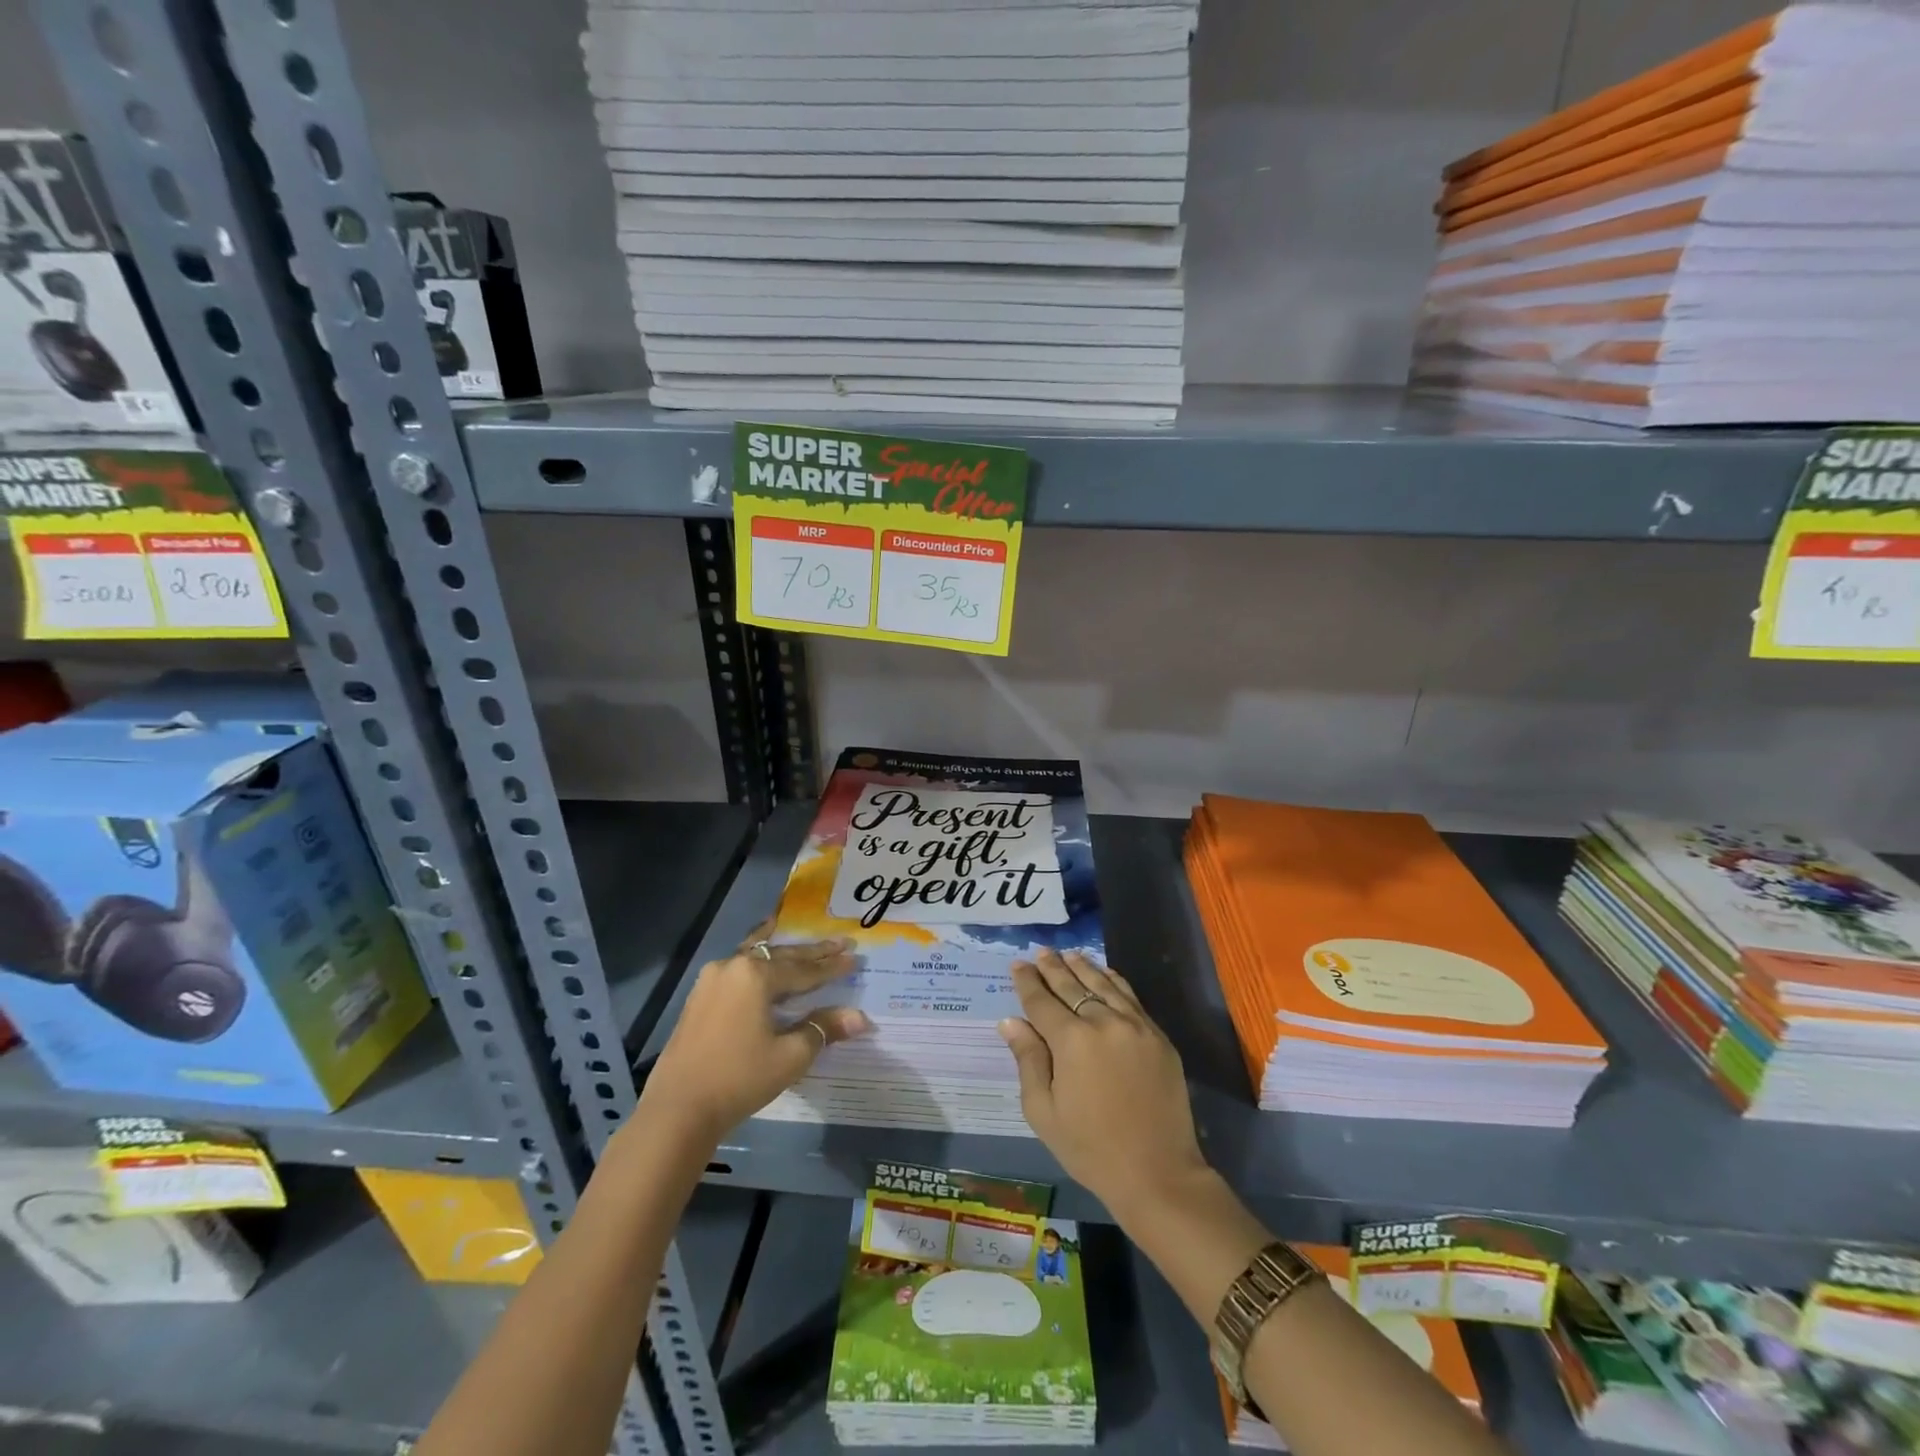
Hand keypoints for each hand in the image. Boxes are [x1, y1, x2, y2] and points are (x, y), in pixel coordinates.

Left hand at [640, 921, 871, 1143]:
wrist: (677, 1110)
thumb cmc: (740, 1079)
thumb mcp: (791, 1056)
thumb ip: (824, 1028)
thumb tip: (861, 1017)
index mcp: (755, 975)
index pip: (804, 969)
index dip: (831, 966)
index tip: (855, 956)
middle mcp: (733, 966)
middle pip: (781, 956)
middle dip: (813, 953)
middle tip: (841, 942)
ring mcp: (711, 980)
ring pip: (757, 957)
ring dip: (784, 954)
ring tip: (805, 943)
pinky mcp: (699, 997)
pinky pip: (739, 970)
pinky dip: (760, 964)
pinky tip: (765, 962)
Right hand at [999, 948, 1206, 1214]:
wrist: (1158, 1173)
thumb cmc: (1090, 1148)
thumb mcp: (1044, 1111)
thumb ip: (1028, 1060)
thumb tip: (1010, 1021)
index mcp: (1071, 1041)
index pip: (1042, 1001)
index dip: (1027, 982)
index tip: (1017, 964)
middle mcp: (1103, 1022)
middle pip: (1072, 986)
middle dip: (1053, 967)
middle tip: (1040, 952)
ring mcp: (1135, 1025)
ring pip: (1103, 984)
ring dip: (1083, 967)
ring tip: (1068, 954)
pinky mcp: (1157, 1036)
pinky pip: (1130, 997)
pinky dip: (1114, 980)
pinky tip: (1105, 973)